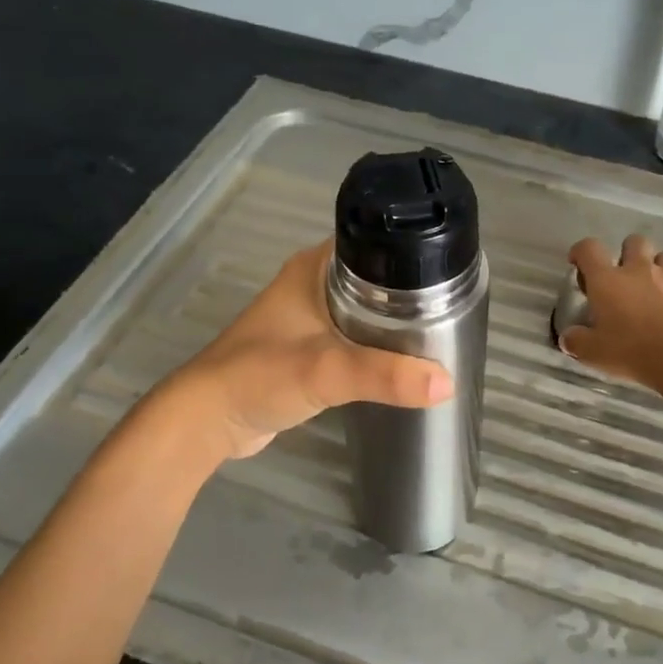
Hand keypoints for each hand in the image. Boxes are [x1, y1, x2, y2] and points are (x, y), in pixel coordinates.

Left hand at [167, 240, 452, 460]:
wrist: (209, 420)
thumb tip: (447, 381)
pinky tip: (403, 361)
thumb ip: (385, 375)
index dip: (413, 254)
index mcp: (314, 268)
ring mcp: (309, 317)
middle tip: (454, 310)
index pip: (374, 243)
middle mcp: (312, 284)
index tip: (451, 273)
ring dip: (395, 322)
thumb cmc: (259, 377)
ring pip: (367, 310)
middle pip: (377, 278)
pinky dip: (377, 345)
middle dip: (412, 294)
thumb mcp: (327, 371)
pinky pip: (355, 337)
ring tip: (440, 335)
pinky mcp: (308, 348)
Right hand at [559, 235, 662, 389]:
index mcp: (609, 280)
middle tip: (626, 278)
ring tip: (659, 291)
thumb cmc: (631, 351)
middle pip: (634, 242)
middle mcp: (641, 270)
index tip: (579, 264)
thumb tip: (568, 338)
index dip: (581, 252)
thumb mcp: (593, 353)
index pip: (589, 249)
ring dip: (662, 269)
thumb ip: (577, 341)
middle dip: (629, 254)